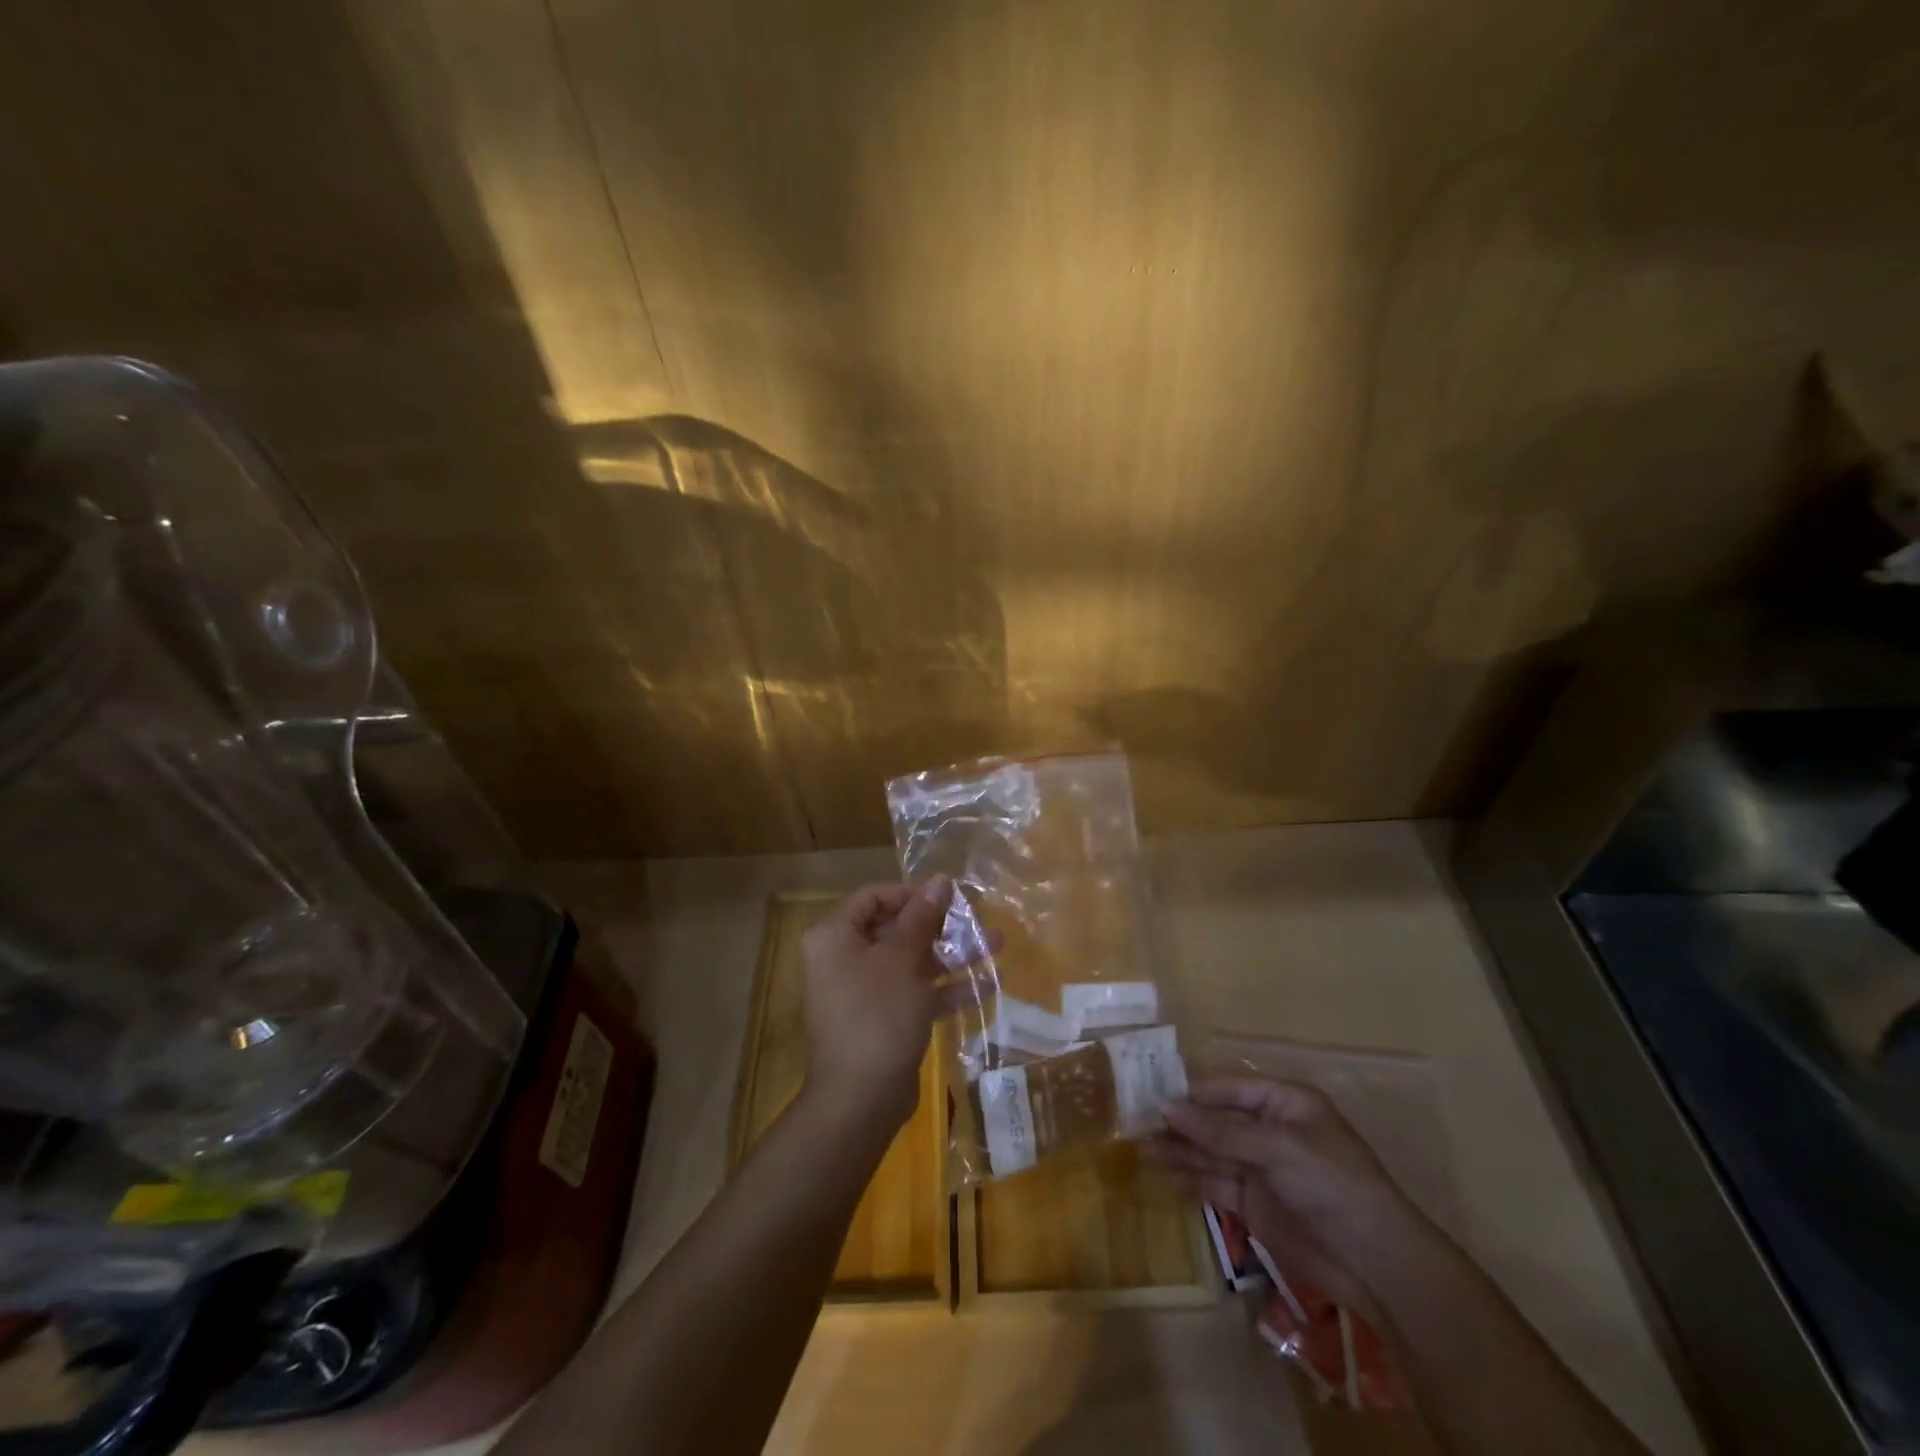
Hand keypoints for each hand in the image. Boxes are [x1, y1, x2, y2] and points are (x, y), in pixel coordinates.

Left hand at [798, 876, 971, 1135]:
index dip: (912, 893)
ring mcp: (863, 992)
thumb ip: (922, 918)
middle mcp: (843, 959)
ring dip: (950, 955)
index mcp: (834, 937)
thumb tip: (940, 880)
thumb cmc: (877, 1016)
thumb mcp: (903, 960)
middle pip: (895, 928)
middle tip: (977, 920)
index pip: (874, 897)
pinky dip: (944, 988)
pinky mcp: (882, 1020)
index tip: (949, 897)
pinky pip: (914, 992)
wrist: (860, 1100)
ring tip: (996, 945)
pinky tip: (985, 984)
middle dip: (940, 926)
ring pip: (910, 961)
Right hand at [1147, 1076, 1429, 1321]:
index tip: (1150, 1090)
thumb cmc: (1332, 1184)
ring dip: (1178, 1149)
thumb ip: (1220, 1131)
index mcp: (1283, 1102)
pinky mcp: (1254, 1203)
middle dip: (1179, 1120)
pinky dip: (1189, 1178)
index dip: (1191, 1089)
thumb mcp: (1277, 1148)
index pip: (1227, 1087)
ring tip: (1139, 1148)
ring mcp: (1261, 1167)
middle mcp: (1269, 1129)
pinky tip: (1163, 1175)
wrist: (1375, 1263)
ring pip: (1210, 1151)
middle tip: (1135, 1119)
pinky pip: (1215, 1183)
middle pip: (1215, 1119)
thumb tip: (1166, 1108)